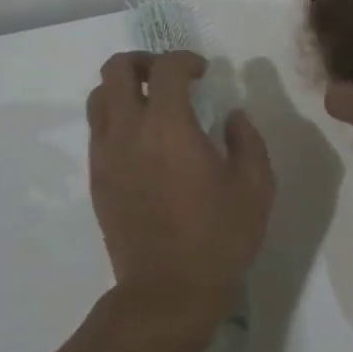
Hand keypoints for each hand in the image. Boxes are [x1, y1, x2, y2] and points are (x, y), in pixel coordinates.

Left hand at [87, 51, 274, 335]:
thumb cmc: (218, 238)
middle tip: (169, 77)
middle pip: (116, 69)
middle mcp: (128, 131)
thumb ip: (247, 140)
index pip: (165, 68)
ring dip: (124, 88)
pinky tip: (143, 141)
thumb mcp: (255, 187)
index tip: (203, 72)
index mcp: (168, 126)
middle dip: (143, 60)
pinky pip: (98, 130)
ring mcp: (106, 155)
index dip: (185, 59)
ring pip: (99, 97)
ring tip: (152, 104)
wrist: (167, 292)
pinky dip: (116, 118)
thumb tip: (233, 116)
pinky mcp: (97, 178)